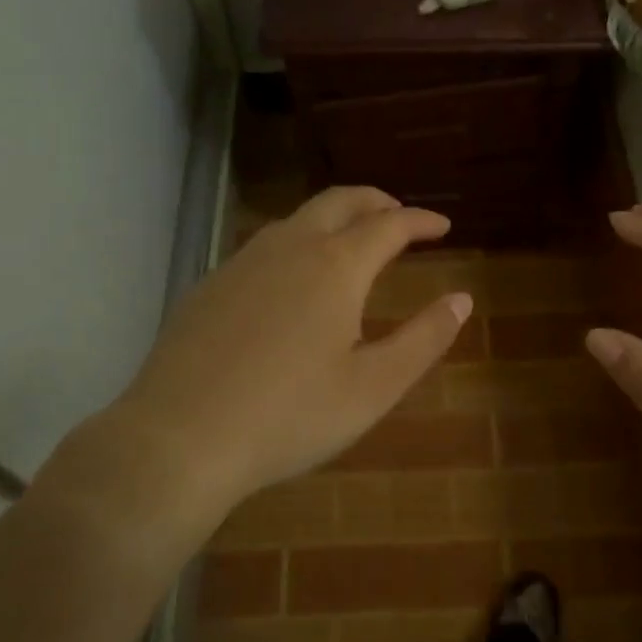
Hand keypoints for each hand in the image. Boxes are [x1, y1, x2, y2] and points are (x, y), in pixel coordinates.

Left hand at [59, 187, 470, 527]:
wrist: (179, 439)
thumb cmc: (290, 416)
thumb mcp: (373, 387)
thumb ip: (424, 339)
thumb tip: (461, 299)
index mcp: (336, 267)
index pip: (389, 225)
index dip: (420, 220)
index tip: (442, 226)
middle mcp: (290, 248)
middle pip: (340, 201)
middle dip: (376, 201)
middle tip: (400, 216)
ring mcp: (243, 262)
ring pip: (298, 219)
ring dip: (334, 218)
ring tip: (352, 241)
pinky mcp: (210, 284)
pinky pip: (265, 245)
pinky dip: (297, 242)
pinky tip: (293, 278)